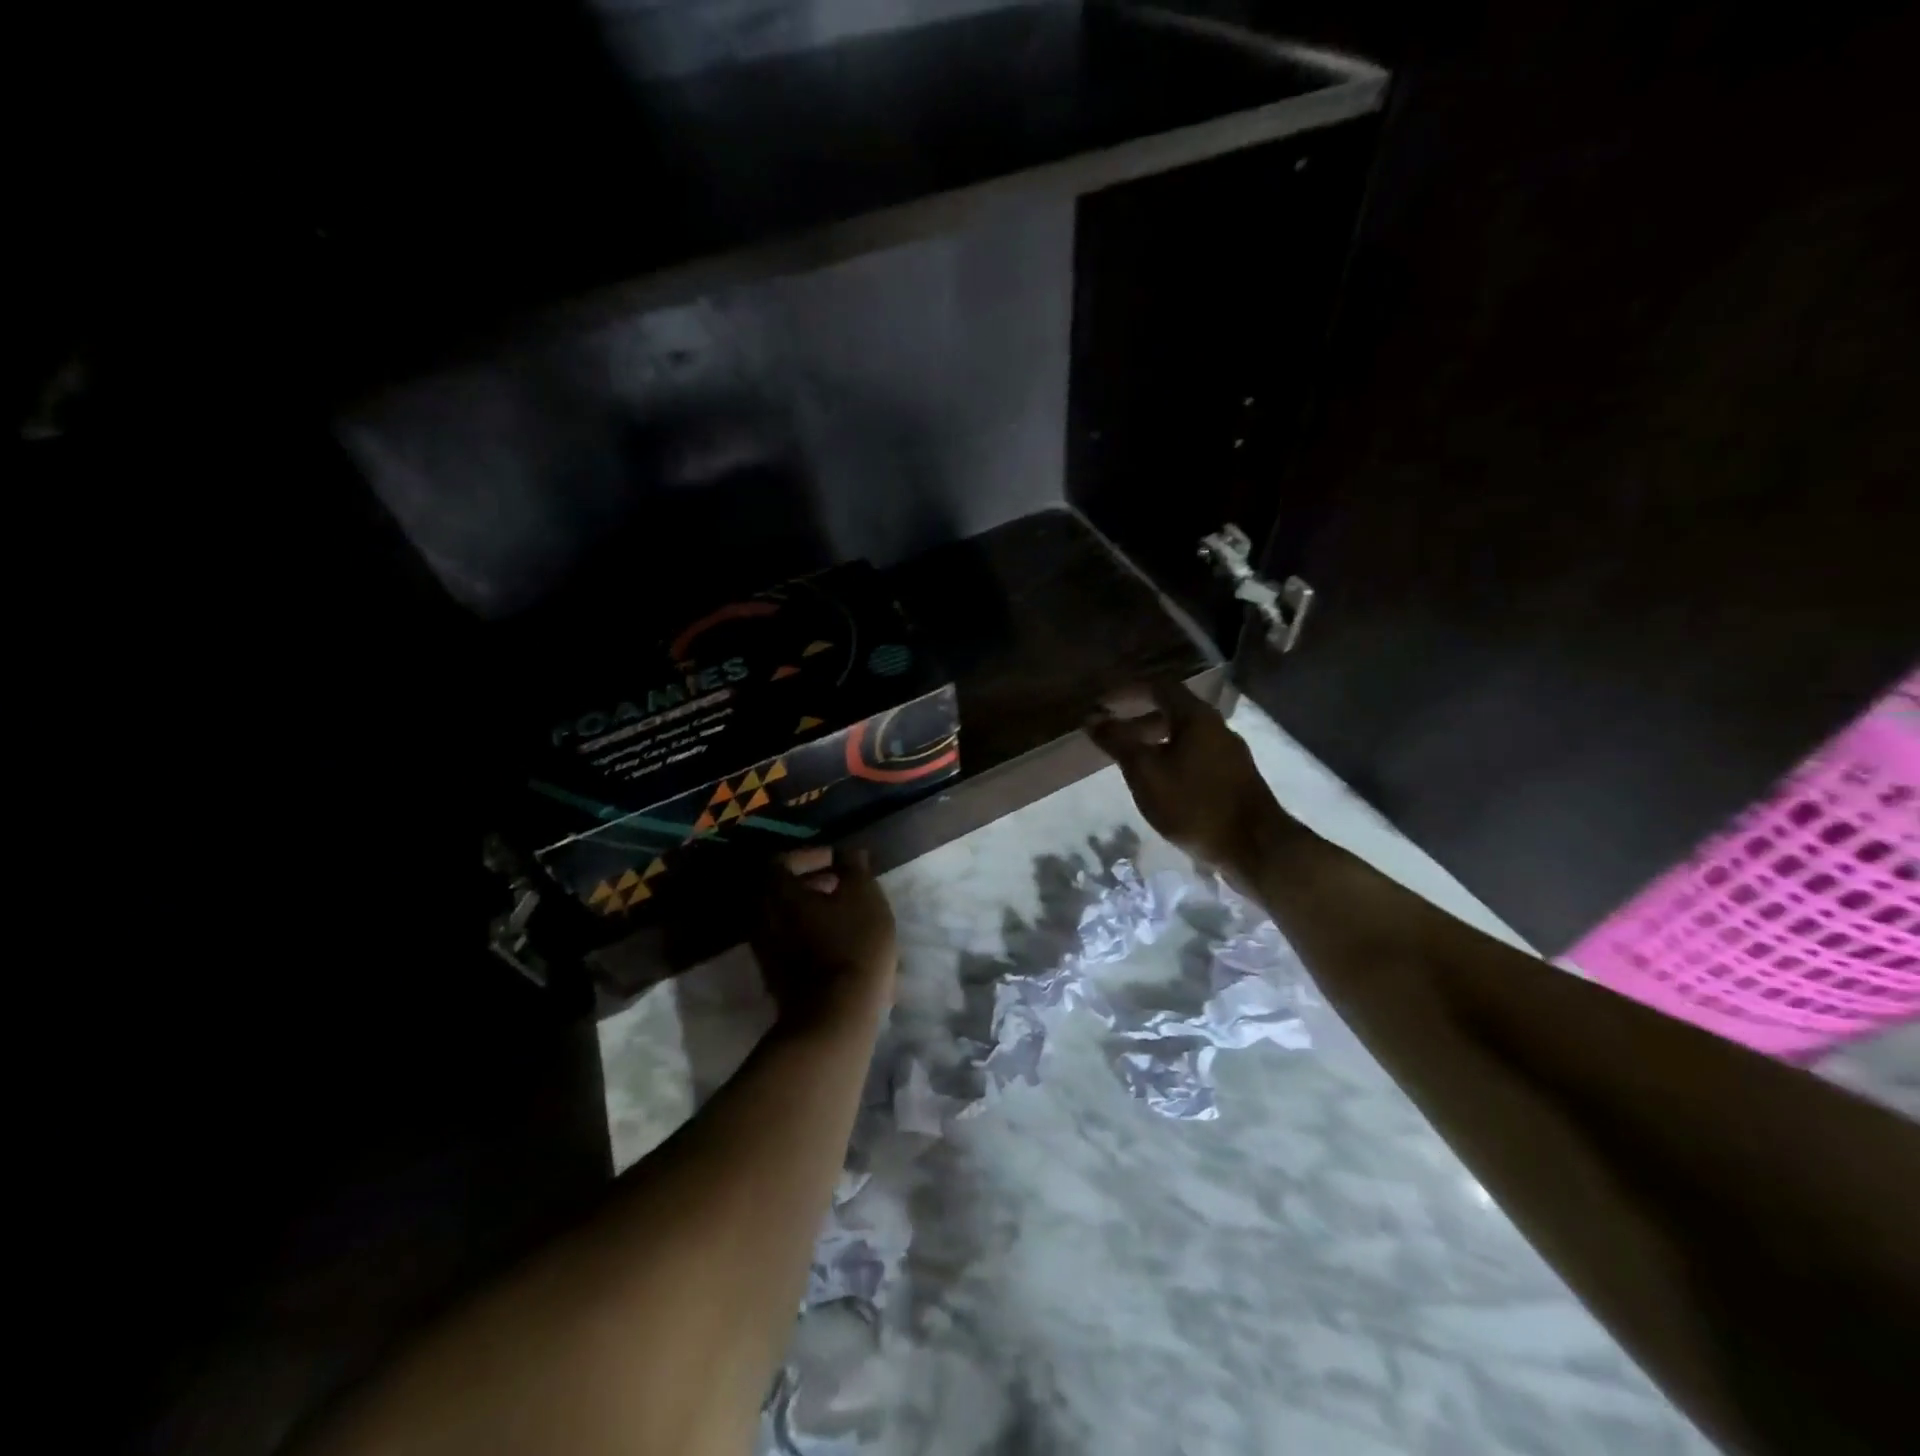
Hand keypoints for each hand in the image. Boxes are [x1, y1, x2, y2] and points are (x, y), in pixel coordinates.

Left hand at [751, 846, 897, 1032]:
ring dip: (810, 909)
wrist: (835, 1015)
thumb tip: (848, 852)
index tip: (839, 863)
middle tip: (842, 886)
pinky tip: (836, 942)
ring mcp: (764, 950)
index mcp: (777, 892)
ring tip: (844, 914)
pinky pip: (787, 941)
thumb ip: (854, 866)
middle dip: (811, 883)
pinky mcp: (773, 976)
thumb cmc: (853, 944)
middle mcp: (761, 917)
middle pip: (779, 889)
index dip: (811, 856)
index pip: (782, 860)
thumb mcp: (864, 896)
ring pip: (784, 917)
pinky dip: (807, 933)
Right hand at [1086, 682, 1285, 871]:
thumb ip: (1118, 742)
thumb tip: (1093, 719)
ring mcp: (1229, 752)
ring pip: (1184, 734)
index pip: (1158, 686)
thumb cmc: (1194, 804)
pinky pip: (1195, 754)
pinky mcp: (1234, 777)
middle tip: (1111, 734)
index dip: (1126, 691)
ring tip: (1130, 761)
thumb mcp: (1146, 773)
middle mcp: (1216, 726)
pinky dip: (1170, 757)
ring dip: (1154, 740)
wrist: (1255, 847)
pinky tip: (1159, 782)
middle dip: (1138, 717)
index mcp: (1196, 717)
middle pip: (1172, 709)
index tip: (1102, 704)